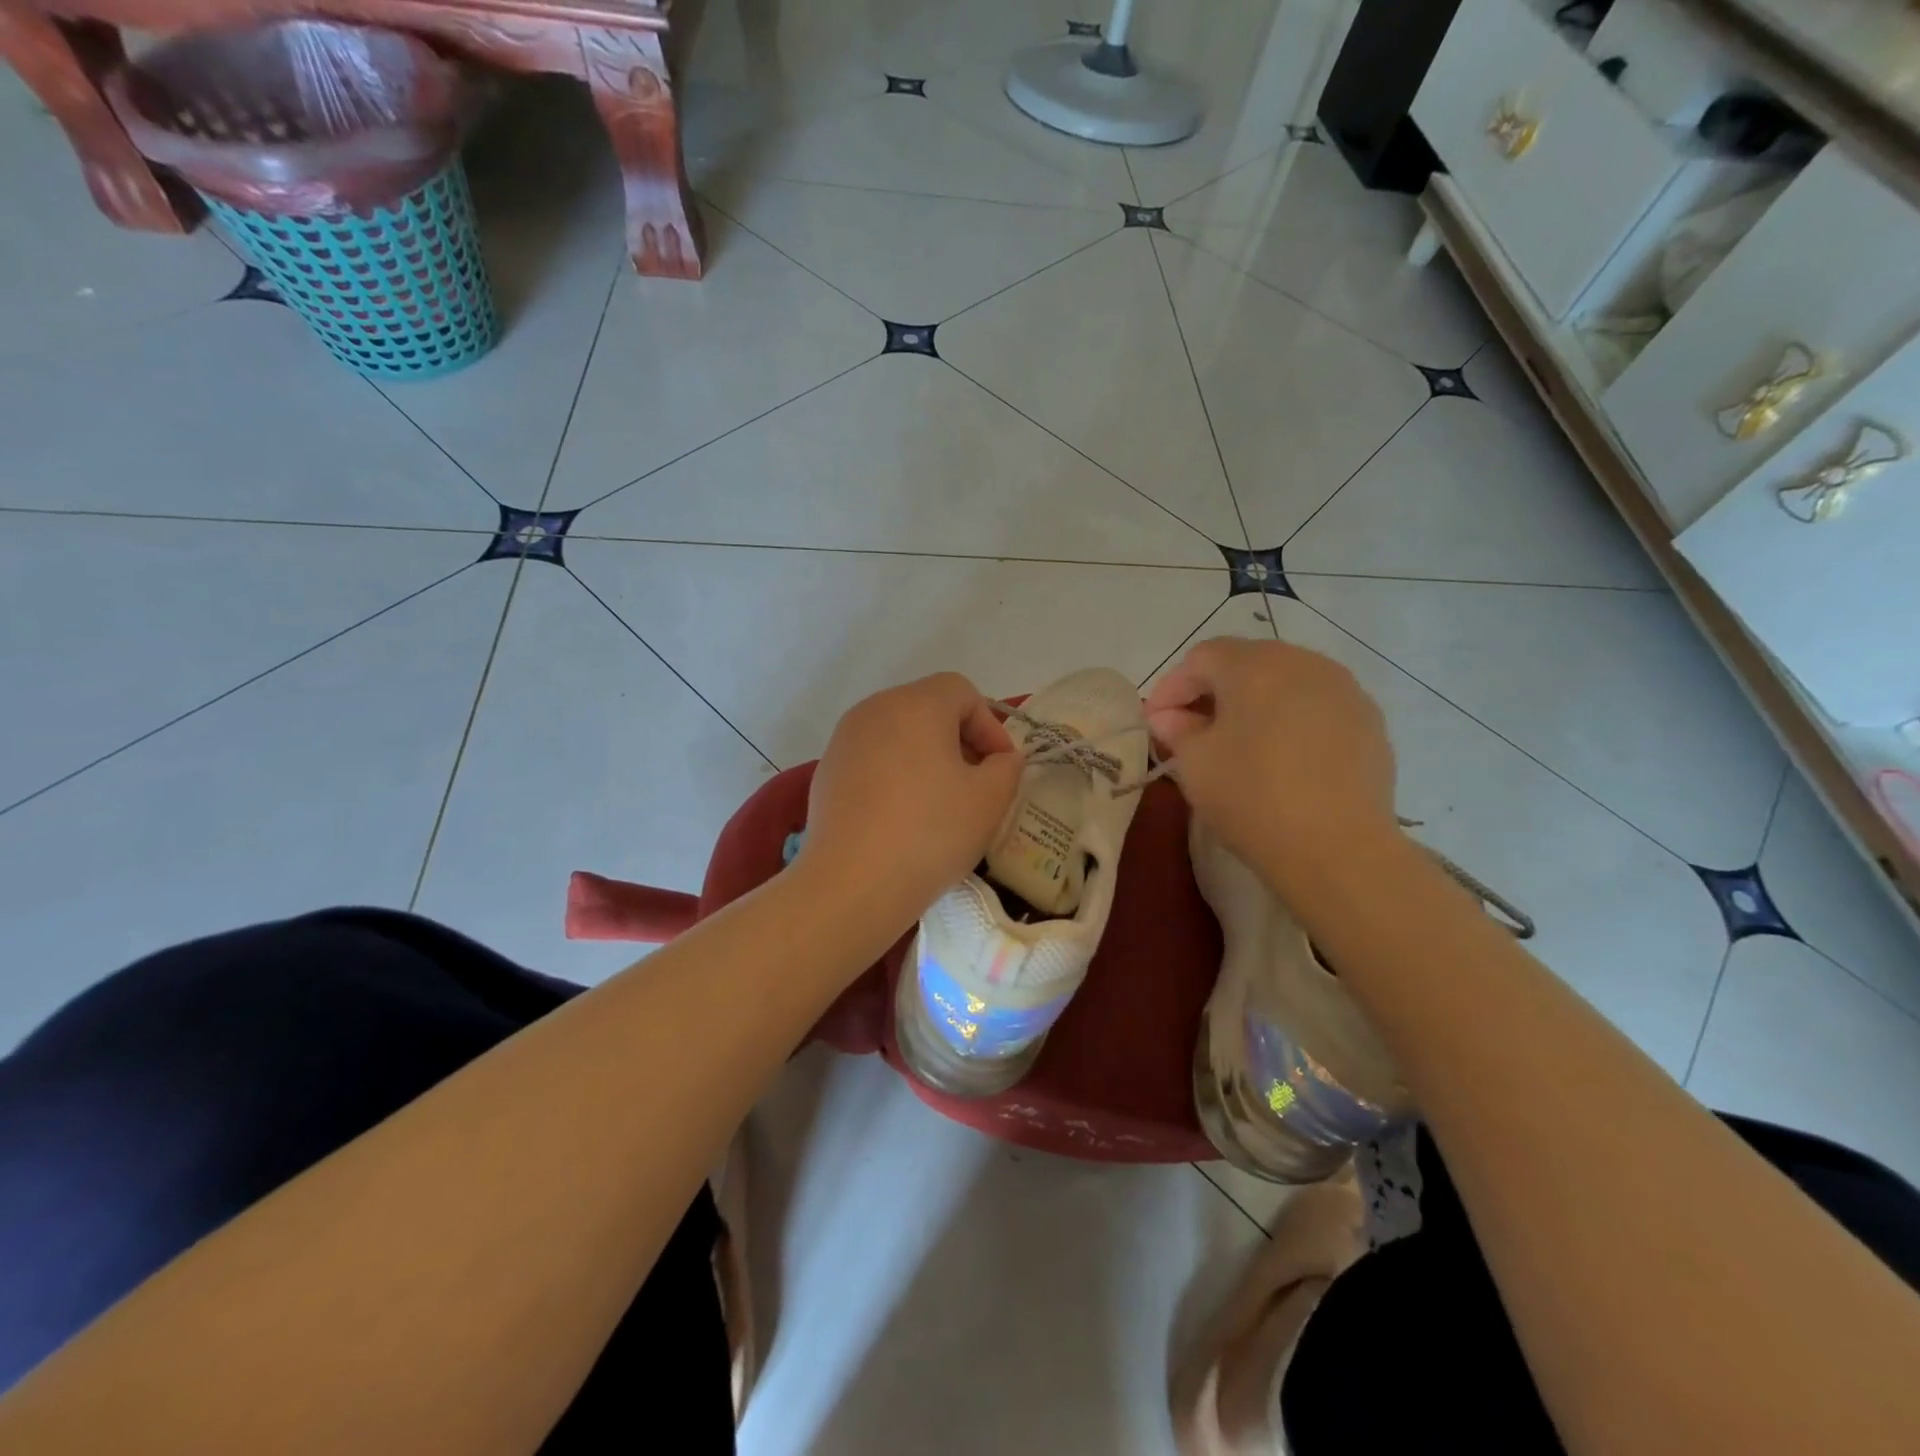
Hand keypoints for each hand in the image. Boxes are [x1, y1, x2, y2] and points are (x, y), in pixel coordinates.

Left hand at [798, 673, 1022, 932]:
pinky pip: (873, 759)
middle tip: (976, 783)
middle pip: (928, 708)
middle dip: (959, 740)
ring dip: (927, 757)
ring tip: (940, 802)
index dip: (990, 725)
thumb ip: (1006, 767)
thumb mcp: (989, 800)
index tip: (1001, 768)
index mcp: (916, 704)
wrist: (851, 884)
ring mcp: (844, 740)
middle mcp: (875, 709)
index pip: (962, 692)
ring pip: (898, 734)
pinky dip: (895, 775)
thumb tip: (1000, 759)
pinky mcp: (826, 771)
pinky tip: (902, 817)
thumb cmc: (929, 833)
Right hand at [1144, 638, 1397, 892]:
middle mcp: (1304, 663)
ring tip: (1238, 743)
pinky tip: (1282, 758)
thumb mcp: (1194, 763)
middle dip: (1213, 692)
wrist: (1338, 848)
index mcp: (1255, 665)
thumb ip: (1177, 730)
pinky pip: (1317, 708)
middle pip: (1246, 663)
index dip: (1171, 687)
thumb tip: (1171, 718)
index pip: (1201, 658)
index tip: (1155, 723)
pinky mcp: (1369, 722)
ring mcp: (1344, 690)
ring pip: (1285, 683)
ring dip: (1254, 704)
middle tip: (1191, 729)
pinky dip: (1291, 721)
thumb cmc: (1252, 796)